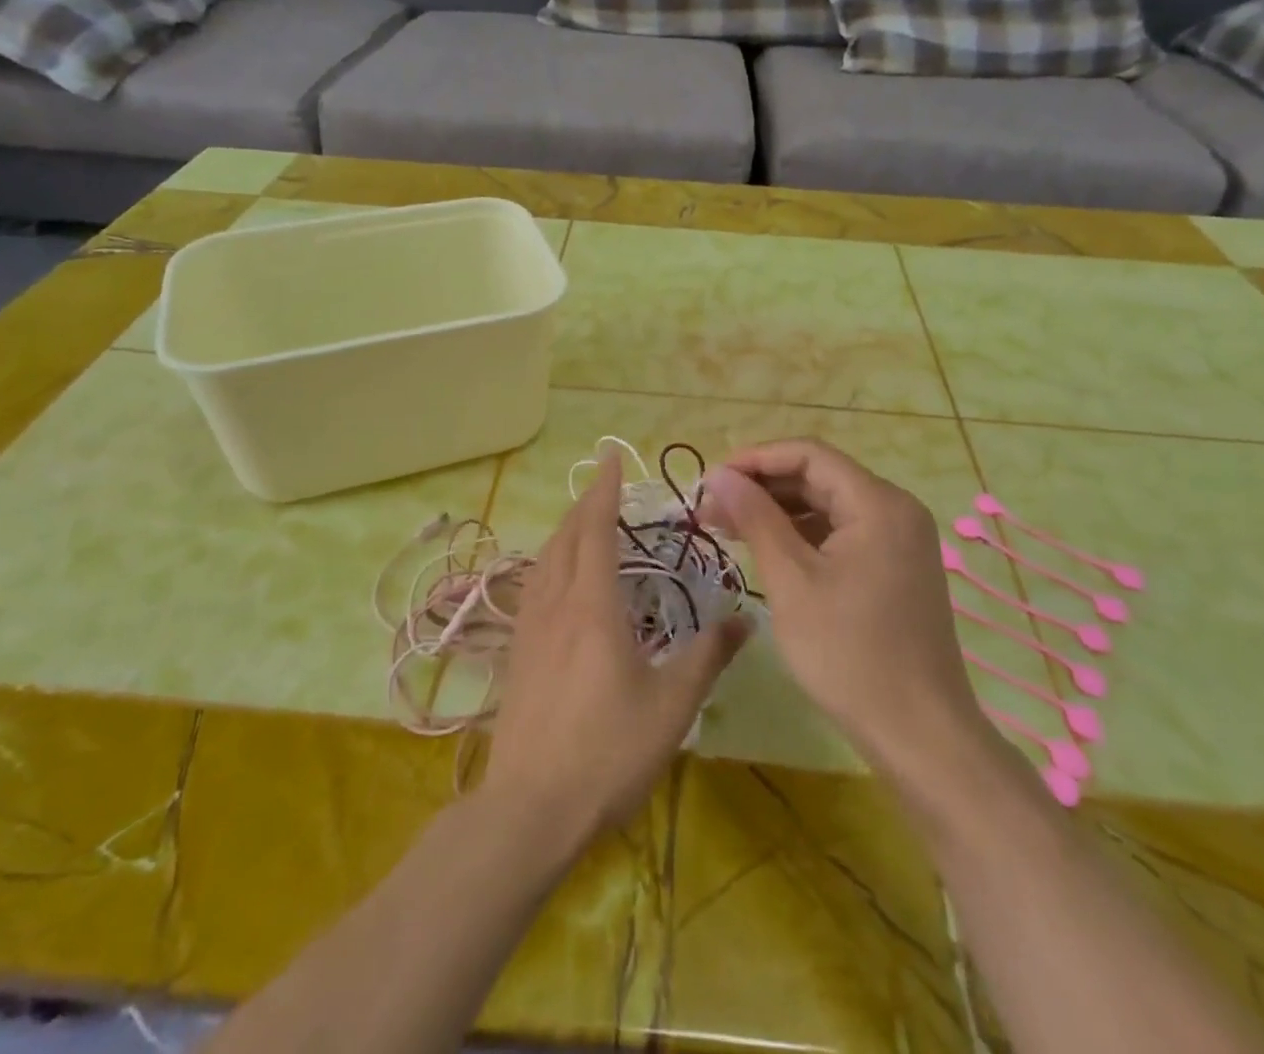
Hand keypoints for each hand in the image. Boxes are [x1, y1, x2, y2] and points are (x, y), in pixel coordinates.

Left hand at [481, 451, 748, 844]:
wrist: (531, 807)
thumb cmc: (607, 752)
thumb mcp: (672, 706)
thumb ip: (708, 657)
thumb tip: (746, 619)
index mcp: (594, 606)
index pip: (597, 529)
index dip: (605, 490)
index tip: (610, 456)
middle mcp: (556, 604)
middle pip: (566, 537)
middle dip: (585, 502)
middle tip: (604, 481)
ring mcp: (530, 628)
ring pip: (545, 559)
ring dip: (565, 529)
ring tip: (583, 519)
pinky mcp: (517, 652)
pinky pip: (534, 585)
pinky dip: (550, 561)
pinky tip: (556, 577)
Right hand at [703, 440, 990, 778]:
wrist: (920, 736)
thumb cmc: (850, 654)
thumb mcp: (791, 581)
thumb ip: (755, 518)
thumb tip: (719, 475)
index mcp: (878, 503)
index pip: (809, 454)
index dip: (755, 459)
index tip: (711, 480)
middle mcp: (896, 510)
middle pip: (819, 477)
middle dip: (762, 487)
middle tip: (711, 509)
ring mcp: (900, 540)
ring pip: (828, 506)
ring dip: (778, 512)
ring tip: (728, 529)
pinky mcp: (896, 568)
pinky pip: (842, 533)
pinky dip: (803, 536)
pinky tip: (768, 552)